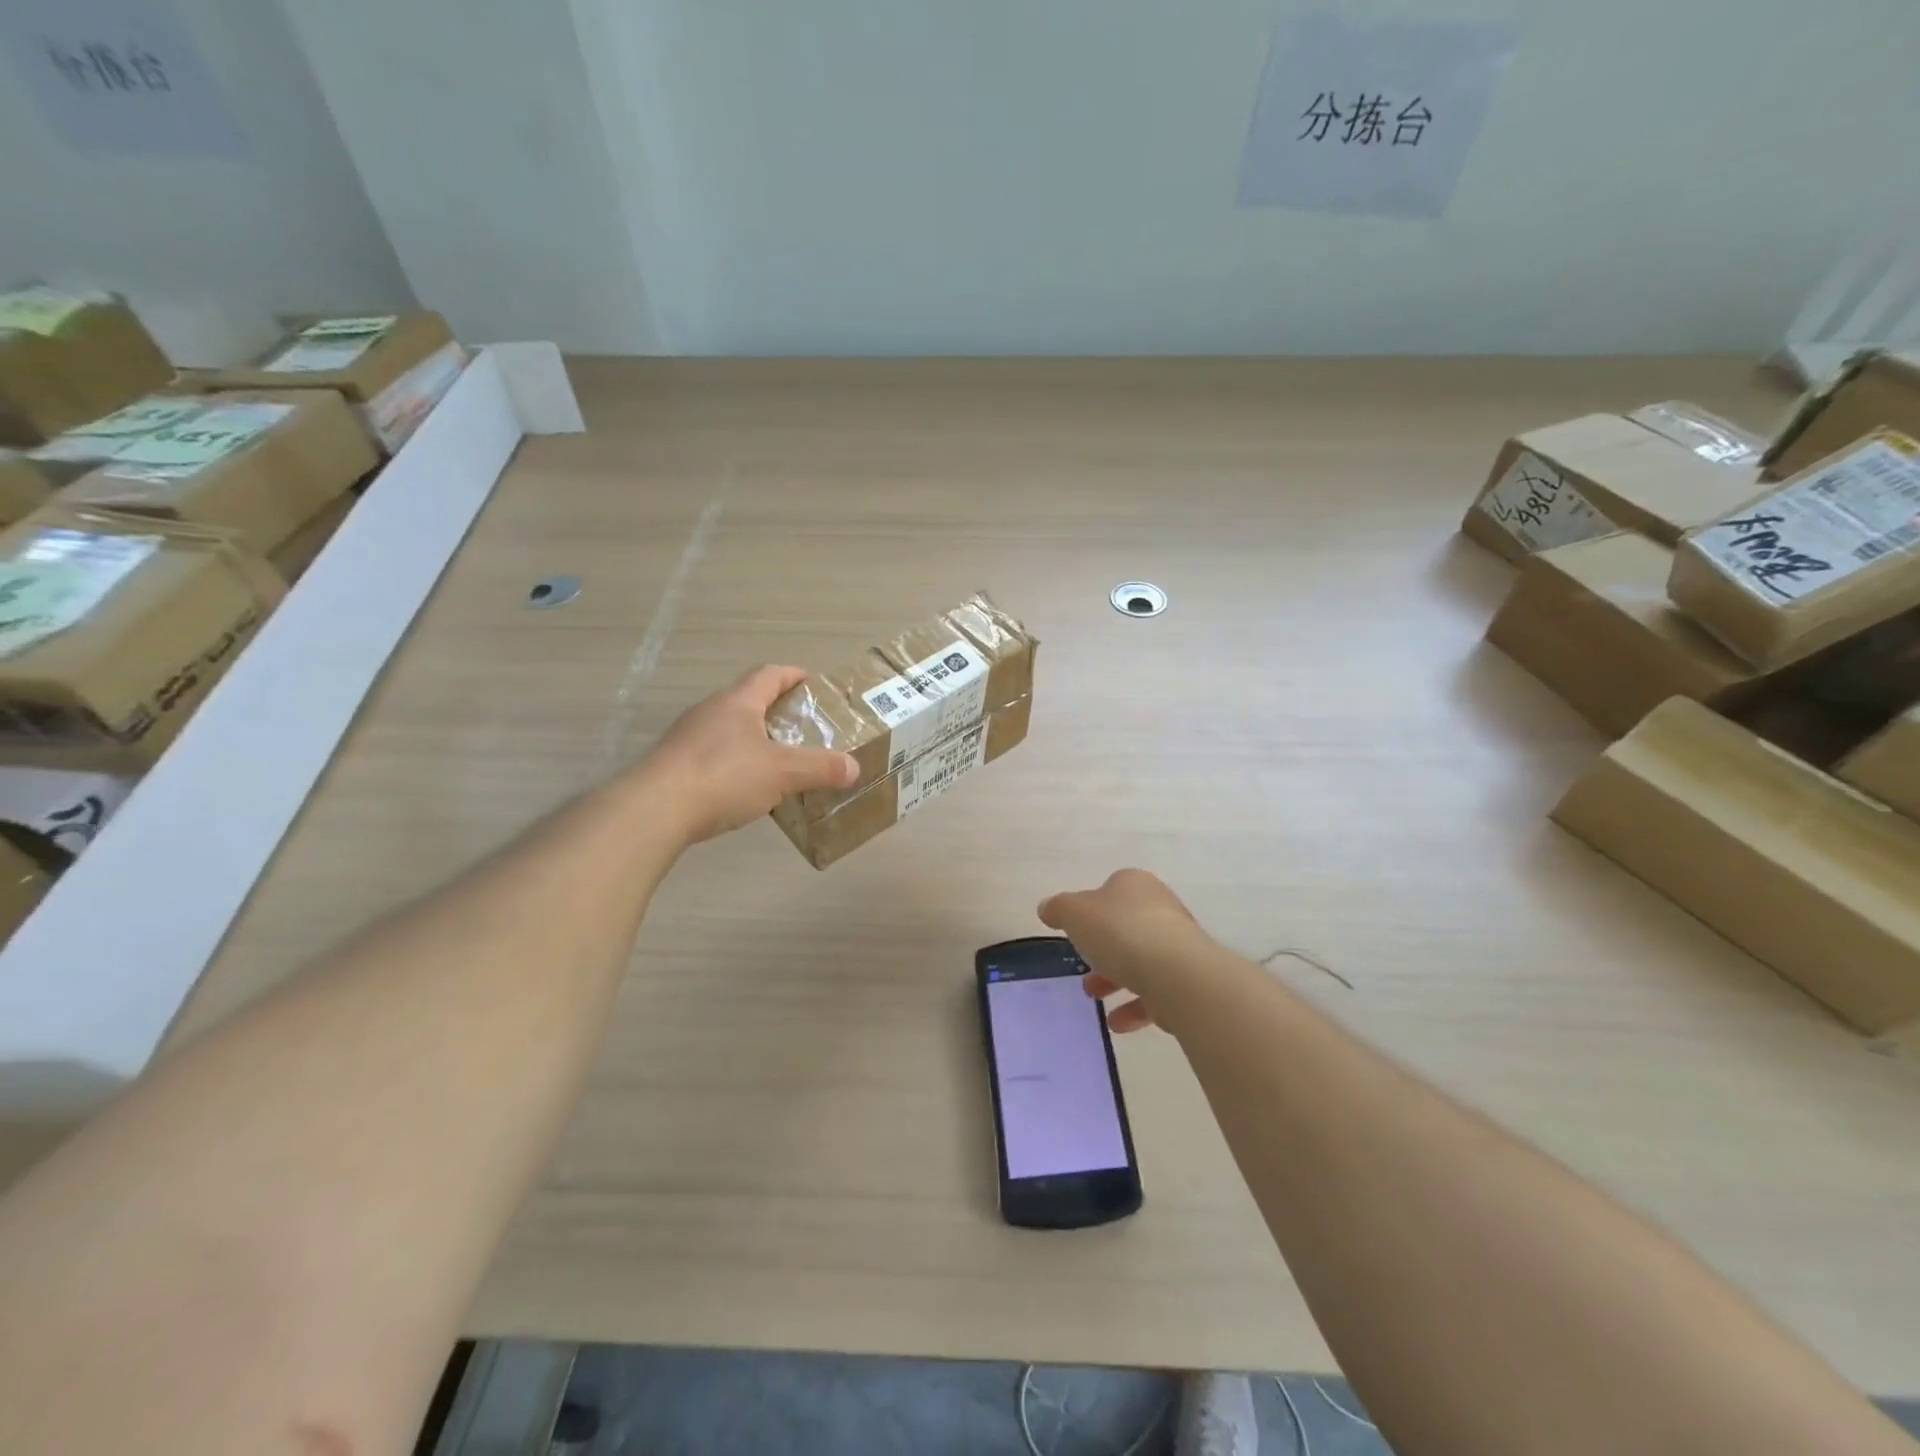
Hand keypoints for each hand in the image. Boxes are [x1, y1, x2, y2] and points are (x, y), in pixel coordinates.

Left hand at [640, 665, 858, 844]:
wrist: (654, 810)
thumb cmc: (724, 777)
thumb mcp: (782, 772)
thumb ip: (820, 768)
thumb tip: (854, 768)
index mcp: (737, 702)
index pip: (769, 674)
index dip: (793, 675)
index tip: (813, 684)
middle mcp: (710, 711)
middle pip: (748, 701)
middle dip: (777, 711)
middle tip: (805, 730)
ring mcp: (687, 738)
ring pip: (729, 730)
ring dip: (755, 740)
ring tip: (780, 763)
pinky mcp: (673, 766)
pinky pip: (713, 756)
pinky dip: (734, 764)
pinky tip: (745, 789)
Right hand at [1038, 869, 1207, 1032]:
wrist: (1176, 973)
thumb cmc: (1120, 932)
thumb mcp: (1074, 913)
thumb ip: (1058, 909)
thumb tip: (1047, 908)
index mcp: (1135, 885)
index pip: (1110, 891)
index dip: (1091, 911)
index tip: (1076, 932)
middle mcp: (1161, 909)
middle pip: (1125, 928)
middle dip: (1102, 951)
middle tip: (1083, 969)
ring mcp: (1178, 946)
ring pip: (1141, 961)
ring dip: (1116, 980)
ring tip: (1094, 997)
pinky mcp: (1188, 981)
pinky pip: (1157, 992)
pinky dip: (1135, 1007)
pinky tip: (1117, 1023)